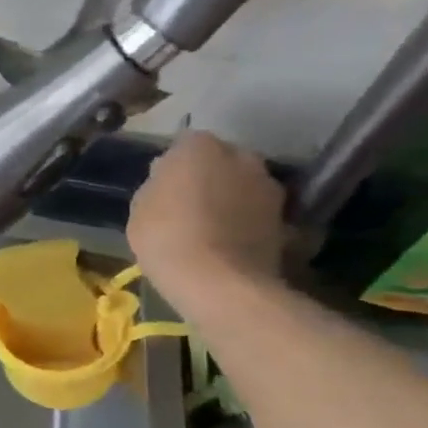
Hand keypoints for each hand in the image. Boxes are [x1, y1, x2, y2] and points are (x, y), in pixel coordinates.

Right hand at [128, 131, 286, 310]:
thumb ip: (158, 184)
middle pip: (221, 161)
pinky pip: (257, 213)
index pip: (184, 144)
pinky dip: (248, 223)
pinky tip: (231, 244)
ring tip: (212, 228)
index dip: (174, 166)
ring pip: (243, 186)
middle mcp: (241, 156)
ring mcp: (269, 186)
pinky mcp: (287, 219)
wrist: (219, 283)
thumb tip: (171, 179)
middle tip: (190, 204)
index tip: (165, 186)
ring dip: (232, 199)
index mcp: (200, 146)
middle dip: (209, 176)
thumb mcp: (140, 206)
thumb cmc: (166, 236)